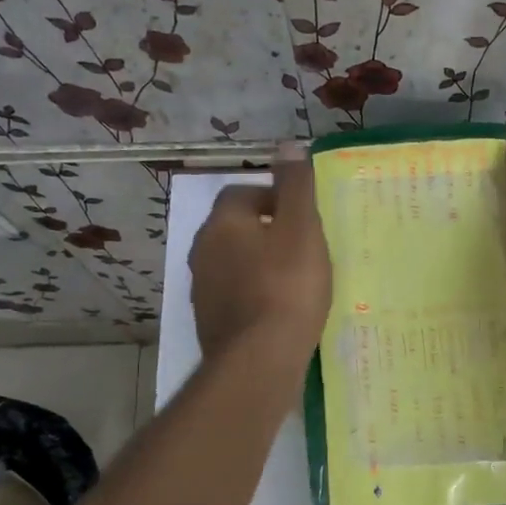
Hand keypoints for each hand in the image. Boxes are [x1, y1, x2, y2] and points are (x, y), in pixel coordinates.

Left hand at [190, 144, 332, 361]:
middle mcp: (202, 251)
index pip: (243, 193)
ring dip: (259, 265)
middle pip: (236, 229)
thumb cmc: (287, 287)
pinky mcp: (210, 322)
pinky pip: (235, 295)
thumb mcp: (302, 229)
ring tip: (295, 281)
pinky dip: (254, 295)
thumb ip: (295, 186)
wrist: (260, 360)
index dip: (274, 199)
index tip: (302, 218)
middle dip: (266, 232)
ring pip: (233, 264)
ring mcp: (202, 289)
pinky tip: (279, 312)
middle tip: (303, 249)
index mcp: (222, 223)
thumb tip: (288, 144)